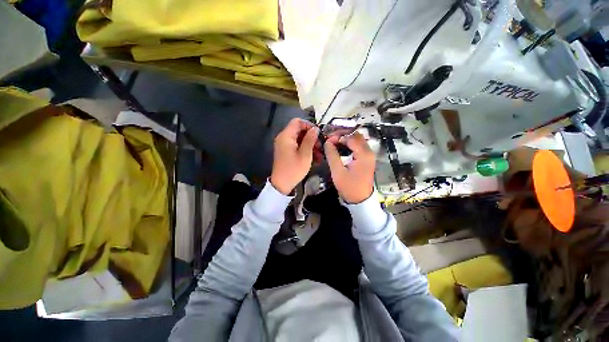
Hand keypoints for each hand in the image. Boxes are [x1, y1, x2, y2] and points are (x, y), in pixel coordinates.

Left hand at [270, 118, 318, 194]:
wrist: (282, 184)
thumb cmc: (294, 169)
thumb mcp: (305, 154)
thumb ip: (310, 139)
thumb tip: (315, 129)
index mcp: (286, 136)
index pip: (297, 122)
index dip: (309, 125)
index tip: (318, 134)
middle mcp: (283, 138)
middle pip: (299, 130)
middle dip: (311, 137)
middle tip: (320, 146)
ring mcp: (284, 145)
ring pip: (299, 139)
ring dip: (310, 144)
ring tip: (319, 154)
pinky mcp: (286, 151)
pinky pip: (296, 146)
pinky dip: (305, 149)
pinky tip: (314, 157)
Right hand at [324, 133, 375, 203]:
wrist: (360, 200)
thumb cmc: (349, 187)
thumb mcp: (338, 172)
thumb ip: (332, 155)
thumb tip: (327, 142)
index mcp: (363, 154)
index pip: (351, 137)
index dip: (338, 136)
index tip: (327, 140)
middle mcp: (369, 152)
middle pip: (356, 135)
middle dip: (342, 134)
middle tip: (330, 138)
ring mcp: (369, 155)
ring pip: (358, 140)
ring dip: (346, 138)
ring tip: (334, 141)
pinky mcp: (367, 159)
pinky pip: (359, 146)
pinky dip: (349, 144)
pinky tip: (341, 147)